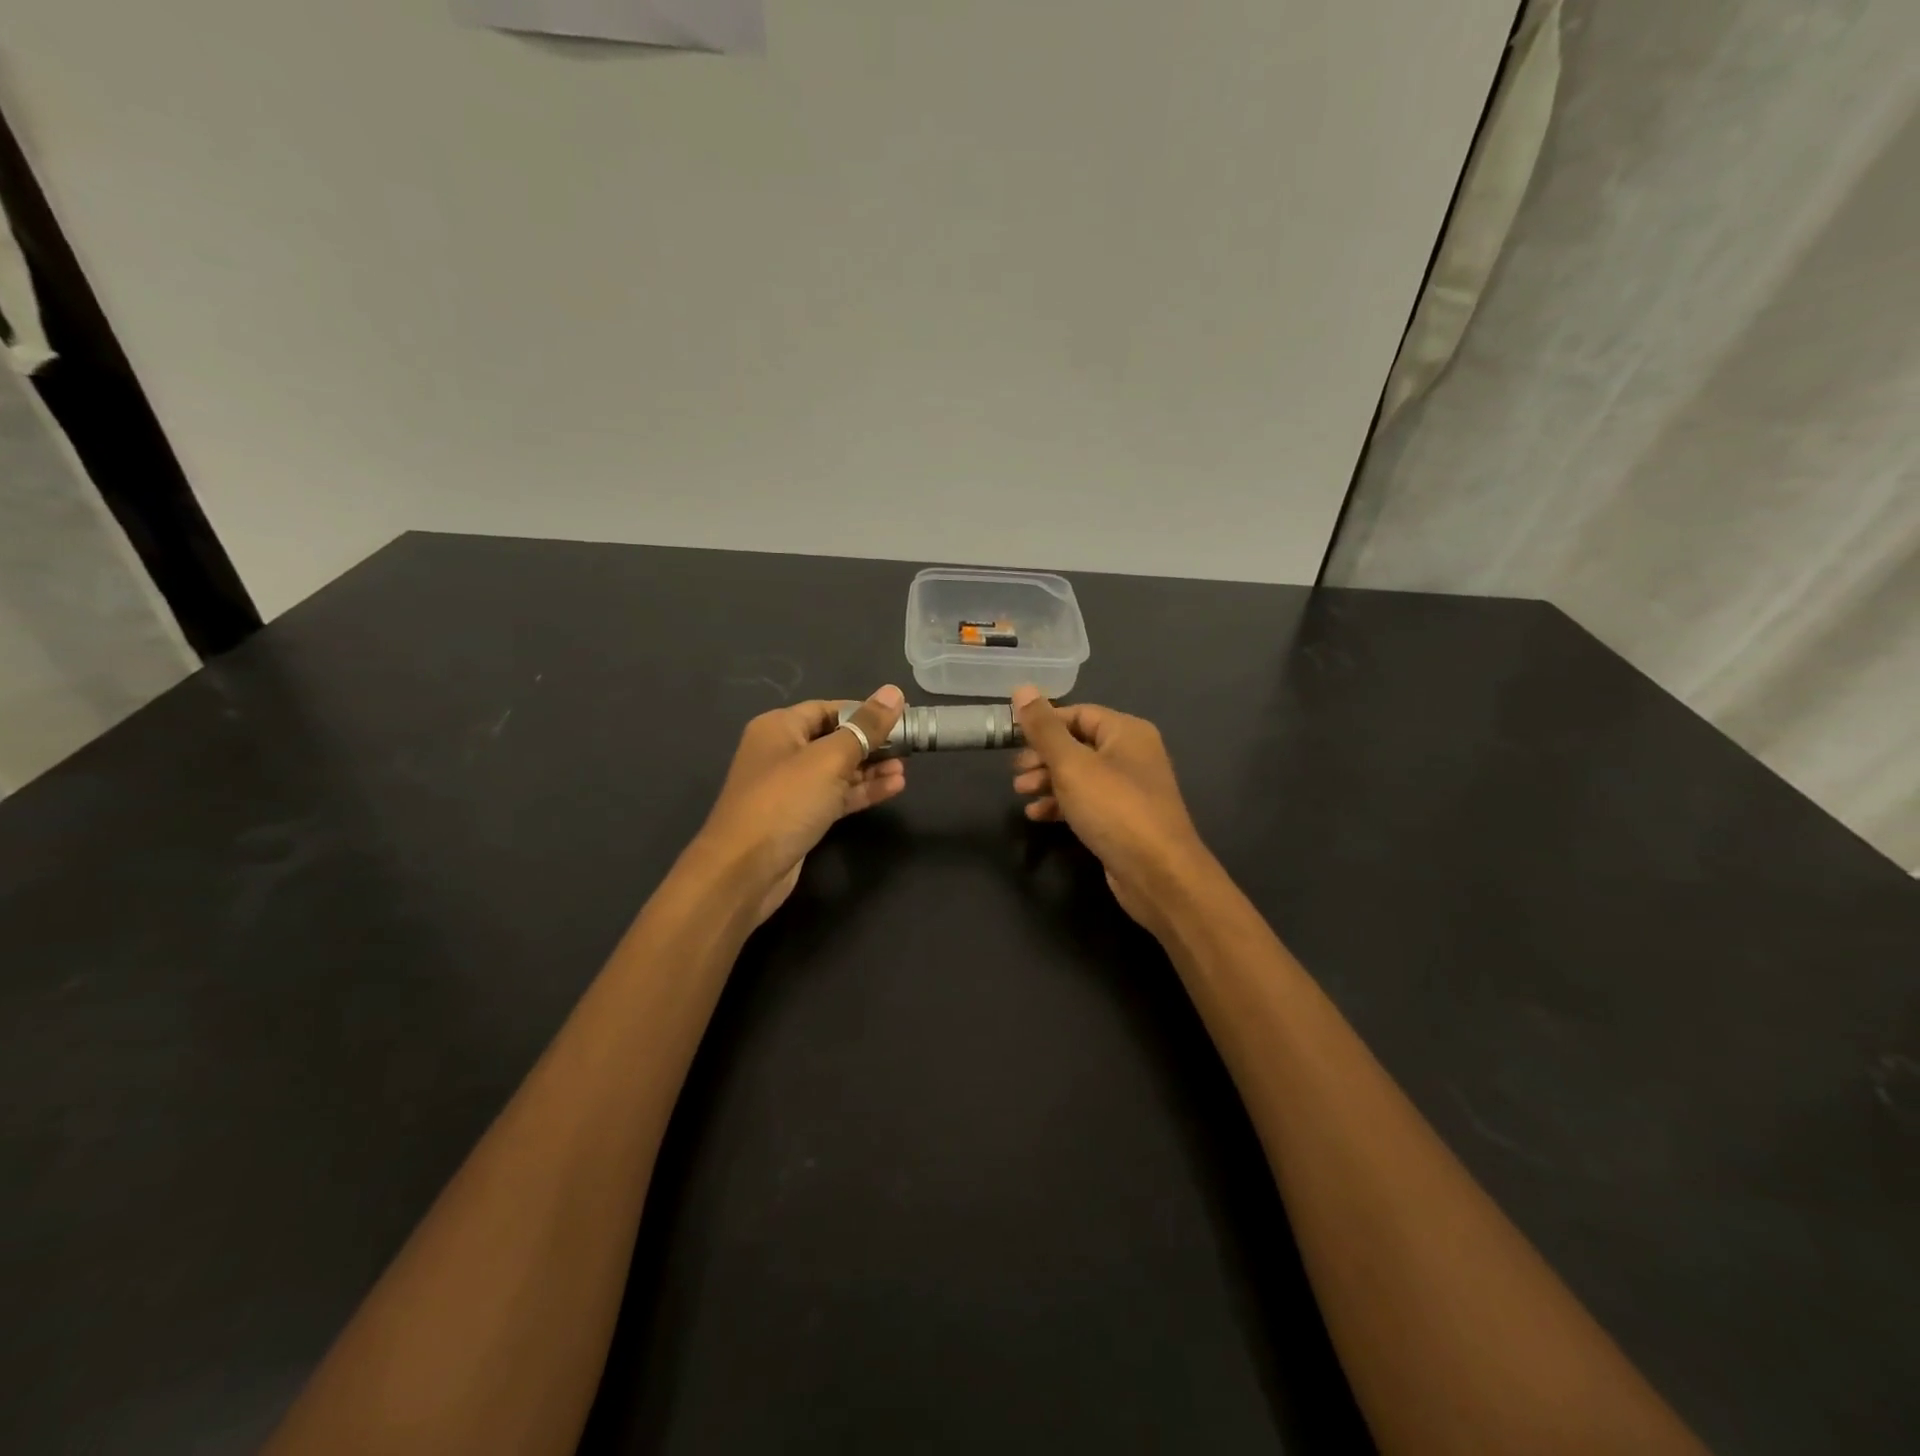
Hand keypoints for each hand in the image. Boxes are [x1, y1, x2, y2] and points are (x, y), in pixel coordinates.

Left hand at [694, 686, 907, 925]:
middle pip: (835, 738)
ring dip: (871, 769)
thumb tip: (894, 692)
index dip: (865, 711)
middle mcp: (782, 752)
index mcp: (780, 727)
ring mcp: (790, 787)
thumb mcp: (830, 759)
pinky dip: (861, 791)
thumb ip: (865, 727)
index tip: (901, 717)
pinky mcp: (800, 817)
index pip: (829, 708)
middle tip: (910, 746)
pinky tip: (893, 788)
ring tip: (905, 770)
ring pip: (838, 770)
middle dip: (871, 742)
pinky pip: (836, 796)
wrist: (744, 870)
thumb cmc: (785, 802)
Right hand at [1010, 685, 1213, 931]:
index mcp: (1127, 732)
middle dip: (1043, 756)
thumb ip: (1044, 728)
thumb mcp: (1071, 765)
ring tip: (1021, 794)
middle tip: (1015, 773)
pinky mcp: (1124, 819)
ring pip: (1080, 775)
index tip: (1012, 738)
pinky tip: (1038, 816)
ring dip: (1048, 781)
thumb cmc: (1114, 809)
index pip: (1078, 713)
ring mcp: (1130, 789)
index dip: (1044, 723)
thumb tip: (1022, 688)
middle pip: (1078, 744)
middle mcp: (1132, 754)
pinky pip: (1087, 801)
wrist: (1158, 874)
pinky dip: (1062, 804)